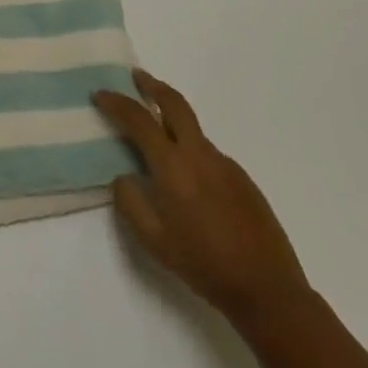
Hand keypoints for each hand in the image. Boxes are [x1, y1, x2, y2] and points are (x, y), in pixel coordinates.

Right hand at [93, 69, 310, 325]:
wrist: (267, 289)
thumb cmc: (203, 265)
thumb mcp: (154, 241)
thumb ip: (131, 203)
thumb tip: (123, 176)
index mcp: (173, 166)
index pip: (139, 119)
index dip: (116, 103)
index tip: (99, 94)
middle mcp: (199, 154)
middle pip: (174, 103)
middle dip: (152, 86)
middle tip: (135, 78)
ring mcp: (225, 163)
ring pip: (192, 129)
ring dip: (171, 120)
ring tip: (156, 136)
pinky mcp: (242, 178)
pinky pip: (208, 153)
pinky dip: (190, 150)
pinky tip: (188, 181)